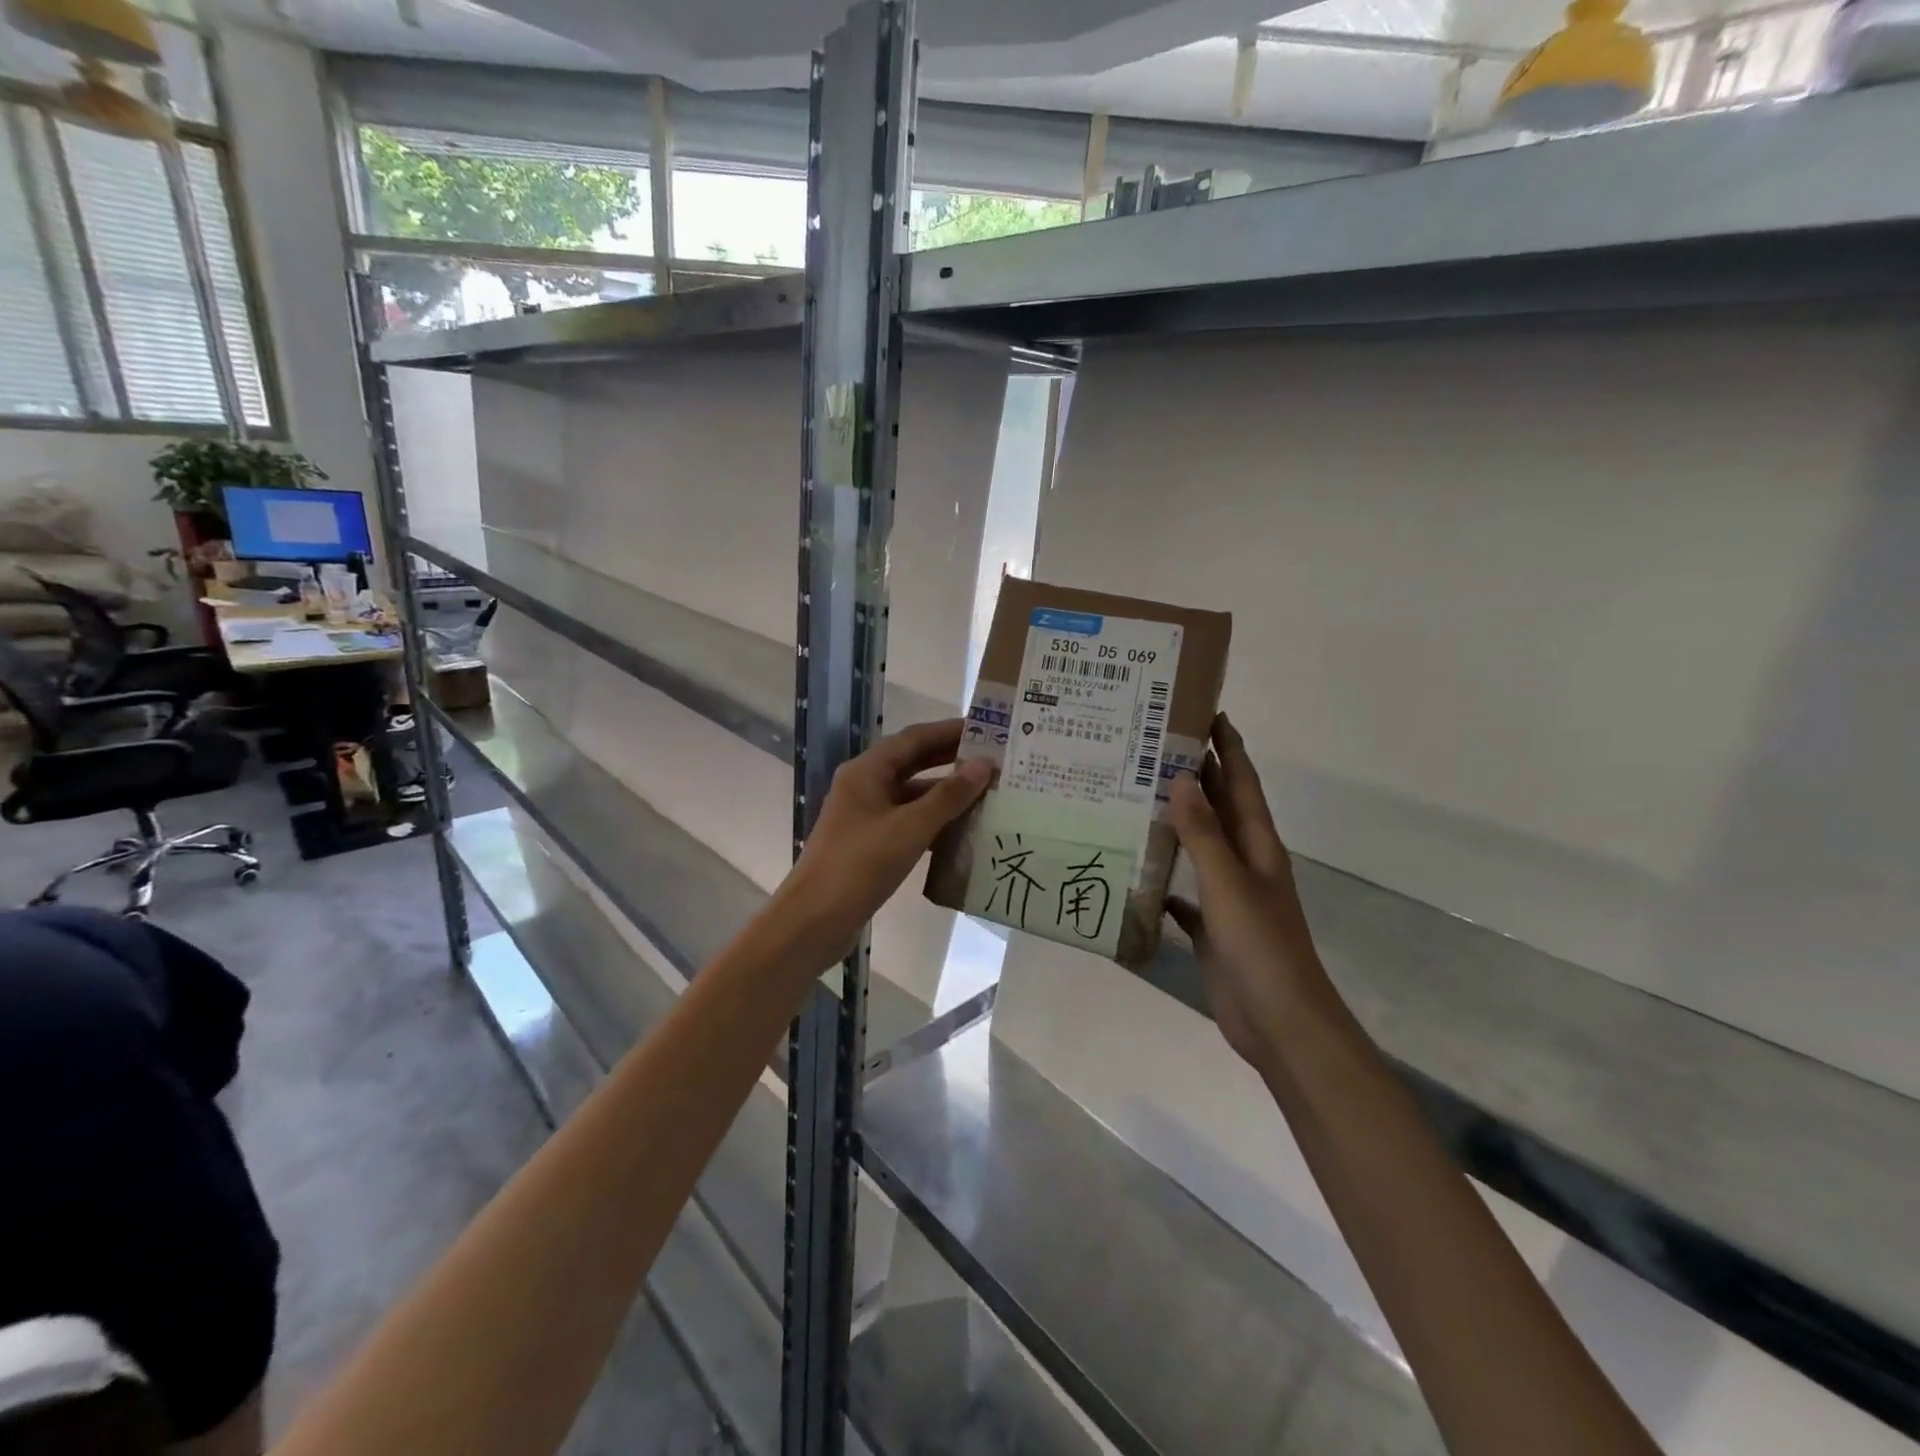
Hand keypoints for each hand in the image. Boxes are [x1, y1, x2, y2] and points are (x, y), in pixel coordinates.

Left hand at [778, 719, 990, 965]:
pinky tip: (964, 831)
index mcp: (867, 771)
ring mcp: (866, 816)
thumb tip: (983, 765)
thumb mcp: (910, 828)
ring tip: (988, 794)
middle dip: (951, 760)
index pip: (914, 738)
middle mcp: (864, 786)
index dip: (950, 731)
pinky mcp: (870, 844)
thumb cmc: (860, 865)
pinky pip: (908, 822)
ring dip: (946, 794)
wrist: (815, 920)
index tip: (988, 730)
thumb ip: (948, 796)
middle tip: (994, 759)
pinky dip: (934, 822)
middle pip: (913, 763)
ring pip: (912, 795)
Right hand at [1166, 713, 1336, 1070]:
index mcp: (1257, 846)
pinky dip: (1163, 878)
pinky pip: (1183, 892)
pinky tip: (1135, 869)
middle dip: (1196, 775)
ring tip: (1134, 796)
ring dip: (1176, 821)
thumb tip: (1180, 778)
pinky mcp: (1211, 927)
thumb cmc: (1261, 947)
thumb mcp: (1229, 884)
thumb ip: (1203, 834)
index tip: (1206, 711)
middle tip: (1154, 744)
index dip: (1229, 747)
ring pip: (1199, 846)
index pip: (1241, 783)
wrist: (1280, 1024)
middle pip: (1219, 808)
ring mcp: (1228, 896)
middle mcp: (1244, 863)